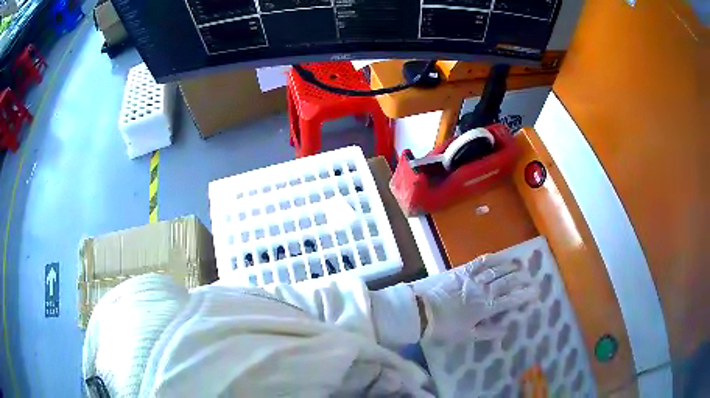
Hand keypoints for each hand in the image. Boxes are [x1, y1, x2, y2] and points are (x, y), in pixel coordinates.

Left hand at [412, 253, 536, 341]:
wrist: (420, 310)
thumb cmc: (443, 327)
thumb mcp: (466, 335)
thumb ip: (487, 332)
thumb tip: (505, 329)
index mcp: (485, 307)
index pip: (510, 300)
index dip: (524, 295)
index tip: (536, 291)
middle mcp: (483, 290)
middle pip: (507, 282)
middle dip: (521, 279)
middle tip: (530, 277)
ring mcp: (473, 278)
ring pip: (497, 270)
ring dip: (510, 267)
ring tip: (520, 265)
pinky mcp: (462, 271)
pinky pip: (480, 262)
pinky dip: (492, 258)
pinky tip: (500, 257)